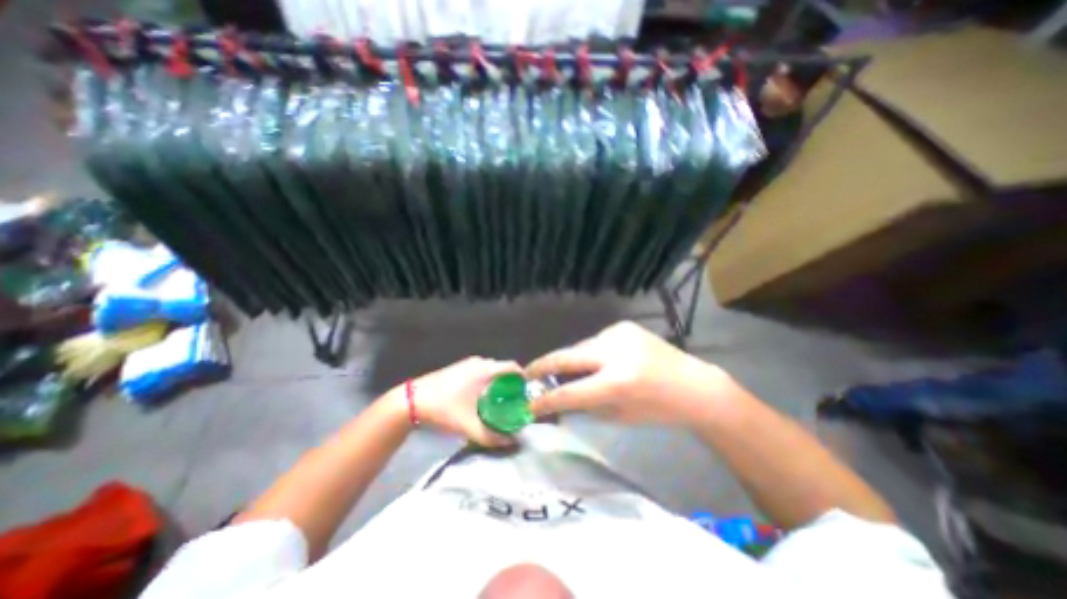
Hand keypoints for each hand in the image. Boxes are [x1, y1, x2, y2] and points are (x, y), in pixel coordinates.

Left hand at [400, 359, 520, 446]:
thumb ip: (492, 436)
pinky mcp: (459, 367)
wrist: (412, 400)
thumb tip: (512, 441)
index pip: (513, 367)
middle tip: (515, 402)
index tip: (527, 395)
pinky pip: (480, 372)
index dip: (524, 379)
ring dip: (498, 383)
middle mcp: (480, 362)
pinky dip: (486, 382)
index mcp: (486, 369)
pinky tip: (481, 398)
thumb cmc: (444, 409)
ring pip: (491, 371)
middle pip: (503, 370)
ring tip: (500, 402)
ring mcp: (468, 363)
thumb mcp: (469, 426)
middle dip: (511, 384)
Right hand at [525, 324, 733, 425]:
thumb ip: (584, 405)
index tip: (528, 404)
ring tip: (565, 371)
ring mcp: (619, 334)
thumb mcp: (619, 416)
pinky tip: (597, 362)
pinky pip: (595, 341)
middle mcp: (615, 352)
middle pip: (567, 357)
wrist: (692, 385)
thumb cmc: (658, 409)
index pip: (570, 392)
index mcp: (618, 382)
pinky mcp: (623, 326)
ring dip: (570, 360)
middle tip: (527, 373)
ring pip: (580, 347)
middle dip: (544, 365)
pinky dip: (589, 353)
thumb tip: (557, 397)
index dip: (546, 399)